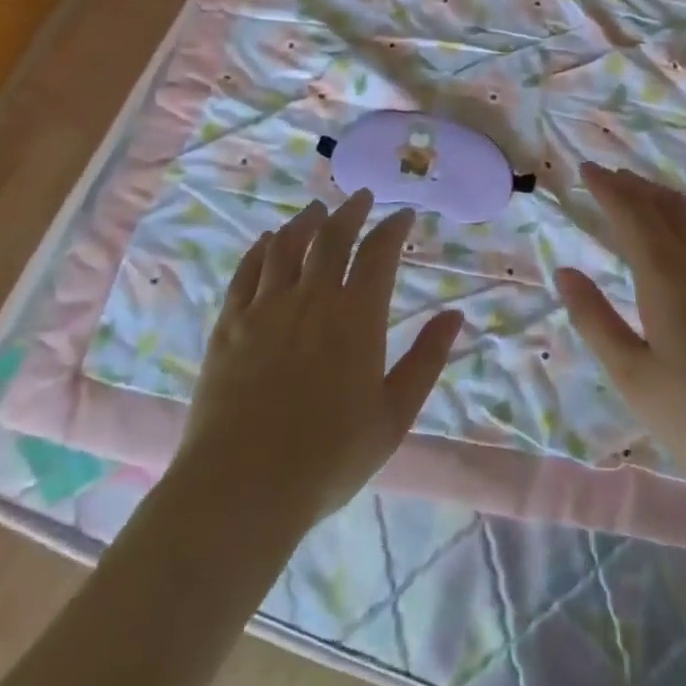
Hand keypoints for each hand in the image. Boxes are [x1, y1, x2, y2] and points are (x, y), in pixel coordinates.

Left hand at [176, 192, 462, 528]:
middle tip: (361, 198)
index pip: (379, 253)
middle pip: (331, 238)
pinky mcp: (229, 326)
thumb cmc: (329, 457)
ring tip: (316, 210)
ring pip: (286, 246)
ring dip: (305, 222)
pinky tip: (266, 241)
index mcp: (356, 317)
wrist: (242, 487)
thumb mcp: (394, 415)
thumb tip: (455, 315)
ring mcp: (265, 309)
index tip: (404, 216)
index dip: (393, 228)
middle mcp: (311, 299)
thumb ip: (426, 360)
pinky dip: (260, 249)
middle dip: (350, 211)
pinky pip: (246, 272)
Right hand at [556, 164, 685, 522]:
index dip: (607, 187)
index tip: (588, 169)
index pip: (631, 213)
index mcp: (667, 274)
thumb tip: (566, 272)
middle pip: (667, 205)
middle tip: (614, 177)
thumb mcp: (633, 377)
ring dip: (673, 199)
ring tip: (655, 199)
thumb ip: (595, 319)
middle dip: (636, 187)